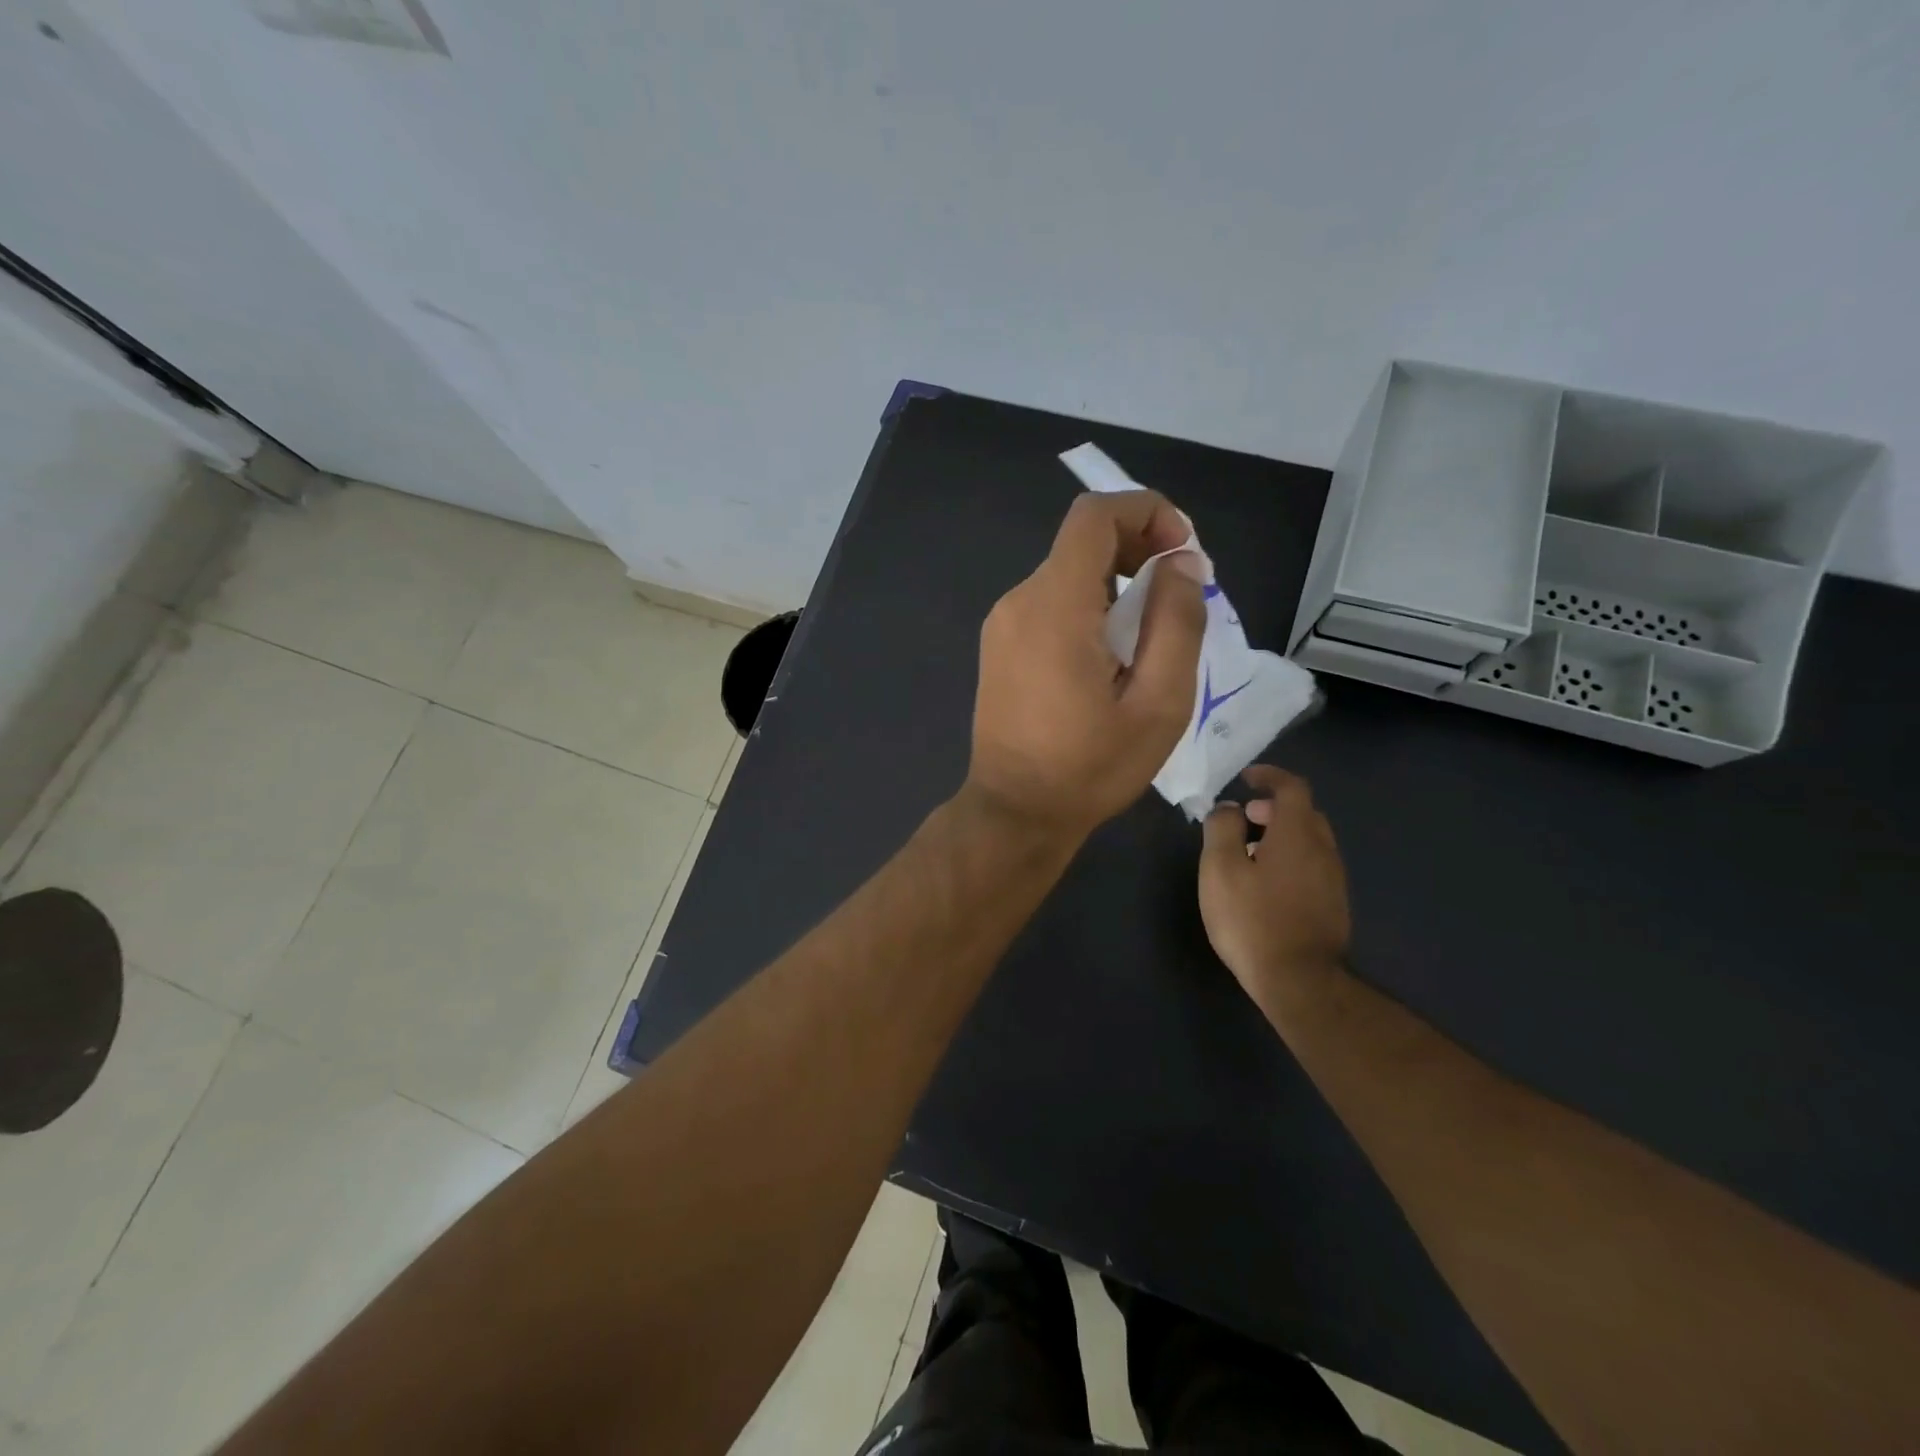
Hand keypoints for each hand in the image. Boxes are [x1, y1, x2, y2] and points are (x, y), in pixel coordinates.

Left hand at [965, 490, 1206, 839]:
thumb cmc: (1090, 767)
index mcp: (1054, 606)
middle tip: (1178, 598)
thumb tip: (1181, 563)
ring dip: (1116, 586)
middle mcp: (1018, 602)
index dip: (1146, 512)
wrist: (1016, 812)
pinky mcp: (998, 647)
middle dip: (1137, 551)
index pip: (1094, 516)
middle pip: (1081, 543)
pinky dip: (1088, 609)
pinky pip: (1049, 605)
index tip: (1181, 551)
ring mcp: (1001, 625)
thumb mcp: (1159, 703)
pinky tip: (1109, 659)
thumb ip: (1177, 623)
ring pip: (1067, 575)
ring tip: (1148, 639)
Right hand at [1199, 766, 1350, 1004]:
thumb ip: (1222, 829)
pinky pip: (1313, 865)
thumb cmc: (1252, 919)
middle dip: (1274, 807)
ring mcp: (1333, 880)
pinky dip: (1291, 858)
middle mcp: (1323, 850)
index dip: (1270, 776)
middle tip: (1244, 818)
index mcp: (1297, 834)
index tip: (1247, 778)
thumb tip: (1228, 808)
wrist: (1298, 981)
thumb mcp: (1220, 869)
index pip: (1292, 787)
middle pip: (1304, 813)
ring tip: (1250, 853)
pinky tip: (1267, 883)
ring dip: (1282, 834)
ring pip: (1310, 841)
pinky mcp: (1334, 905)